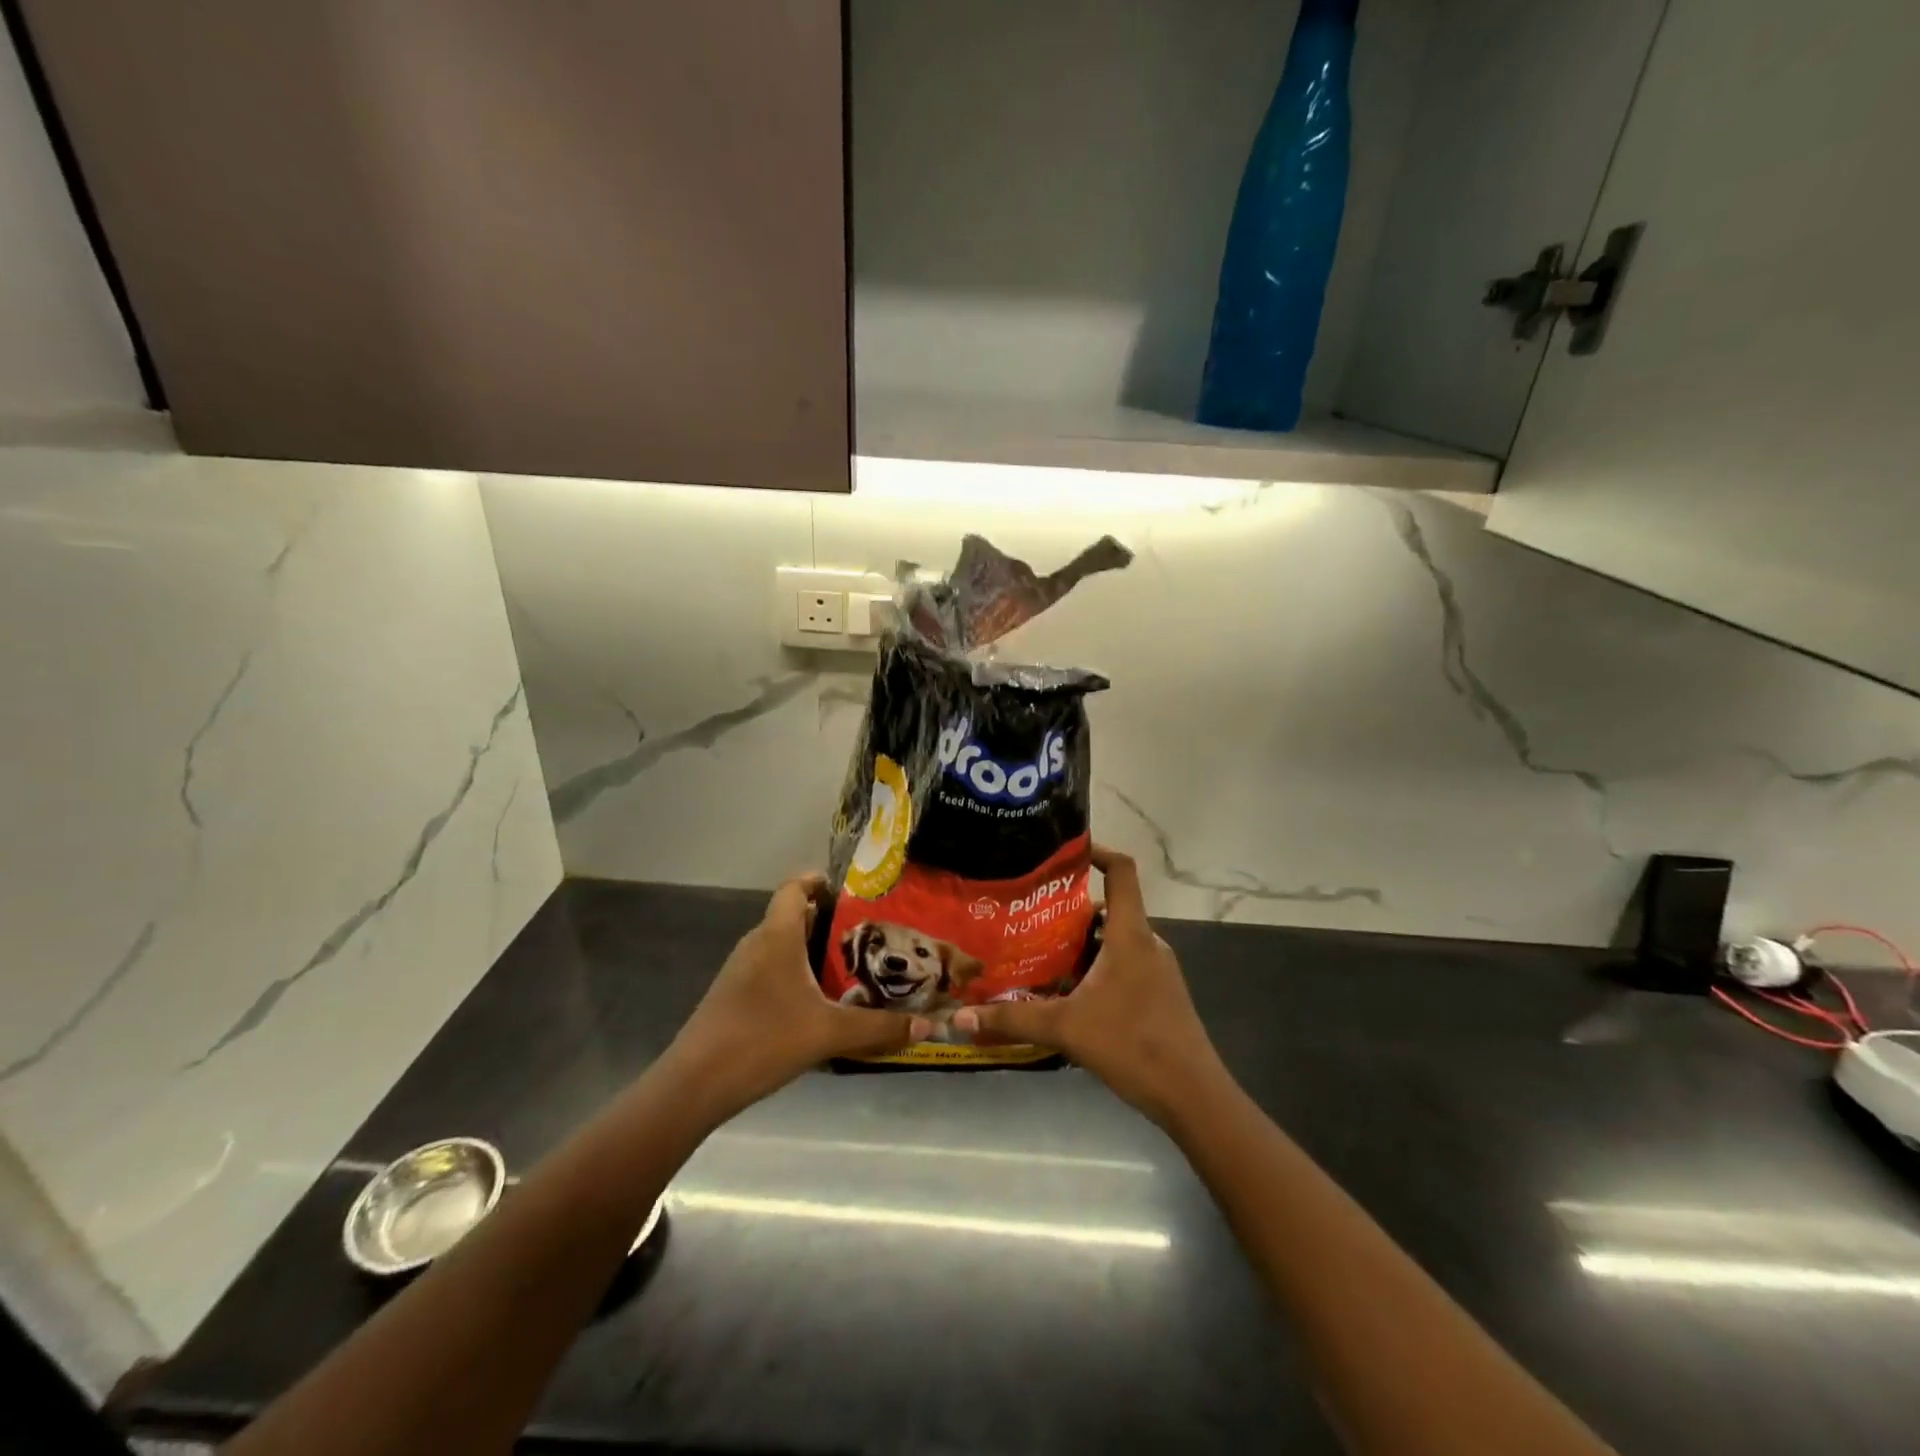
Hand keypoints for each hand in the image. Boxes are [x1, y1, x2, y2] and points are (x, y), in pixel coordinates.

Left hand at [665, 874, 929, 1119]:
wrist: (695, 1085)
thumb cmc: (762, 1040)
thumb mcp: (828, 1034)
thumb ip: (878, 1028)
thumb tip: (924, 1025)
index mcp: (777, 936)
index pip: (794, 888)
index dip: (818, 882)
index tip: (849, 891)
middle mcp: (756, 944)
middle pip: (792, 917)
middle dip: (827, 922)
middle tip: (866, 936)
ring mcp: (740, 972)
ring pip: (781, 947)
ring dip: (810, 951)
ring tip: (849, 968)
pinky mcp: (733, 997)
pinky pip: (770, 971)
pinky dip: (794, 975)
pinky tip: (816, 1004)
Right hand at [953, 846, 1226, 1124]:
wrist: (1193, 1096)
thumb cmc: (1133, 1045)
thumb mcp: (1066, 1029)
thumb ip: (1013, 1020)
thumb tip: (960, 1017)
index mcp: (1130, 935)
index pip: (1122, 871)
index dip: (1097, 851)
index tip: (1064, 853)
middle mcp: (1147, 943)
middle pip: (1109, 909)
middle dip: (1070, 911)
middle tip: (1029, 918)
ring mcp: (1157, 971)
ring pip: (1114, 941)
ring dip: (1081, 944)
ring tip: (1040, 955)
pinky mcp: (1159, 995)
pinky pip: (1124, 965)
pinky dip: (1096, 968)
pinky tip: (1069, 995)